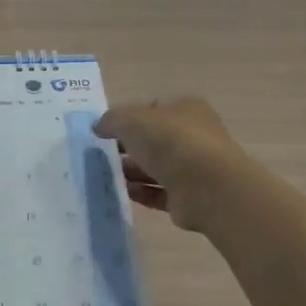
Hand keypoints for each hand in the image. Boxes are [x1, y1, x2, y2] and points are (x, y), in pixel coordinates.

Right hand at [93, 96, 249, 231]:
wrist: (206, 187)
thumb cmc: (170, 142)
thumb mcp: (131, 120)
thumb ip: (111, 120)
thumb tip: (99, 127)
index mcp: (185, 109)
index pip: (152, 109)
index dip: (127, 117)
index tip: (104, 130)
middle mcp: (193, 135)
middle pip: (153, 140)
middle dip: (127, 147)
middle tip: (100, 155)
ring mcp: (193, 167)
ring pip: (156, 167)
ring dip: (132, 171)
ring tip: (106, 176)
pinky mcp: (189, 197)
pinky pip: (159, 192)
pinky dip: (141, 192)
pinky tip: (123, 192)